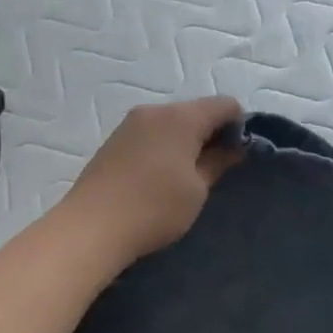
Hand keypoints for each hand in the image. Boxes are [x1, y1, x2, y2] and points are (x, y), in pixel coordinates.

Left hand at [61, 96, 246, 265]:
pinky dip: (163, 149)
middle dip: (211, 134)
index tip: (241, 155)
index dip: (240, 126)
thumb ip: (218, 162)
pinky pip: (149, 136)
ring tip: (187, 178)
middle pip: (195, 112)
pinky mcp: (112, 142)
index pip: (224, 105)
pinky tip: (160, 179)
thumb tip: (234, 147)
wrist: (92, 227)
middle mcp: (154, 111)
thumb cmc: (155, 207)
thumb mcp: (197, 189)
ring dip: (185, 143)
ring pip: (170, 124)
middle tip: (217, 170)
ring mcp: (129, 125)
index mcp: (181, 117)